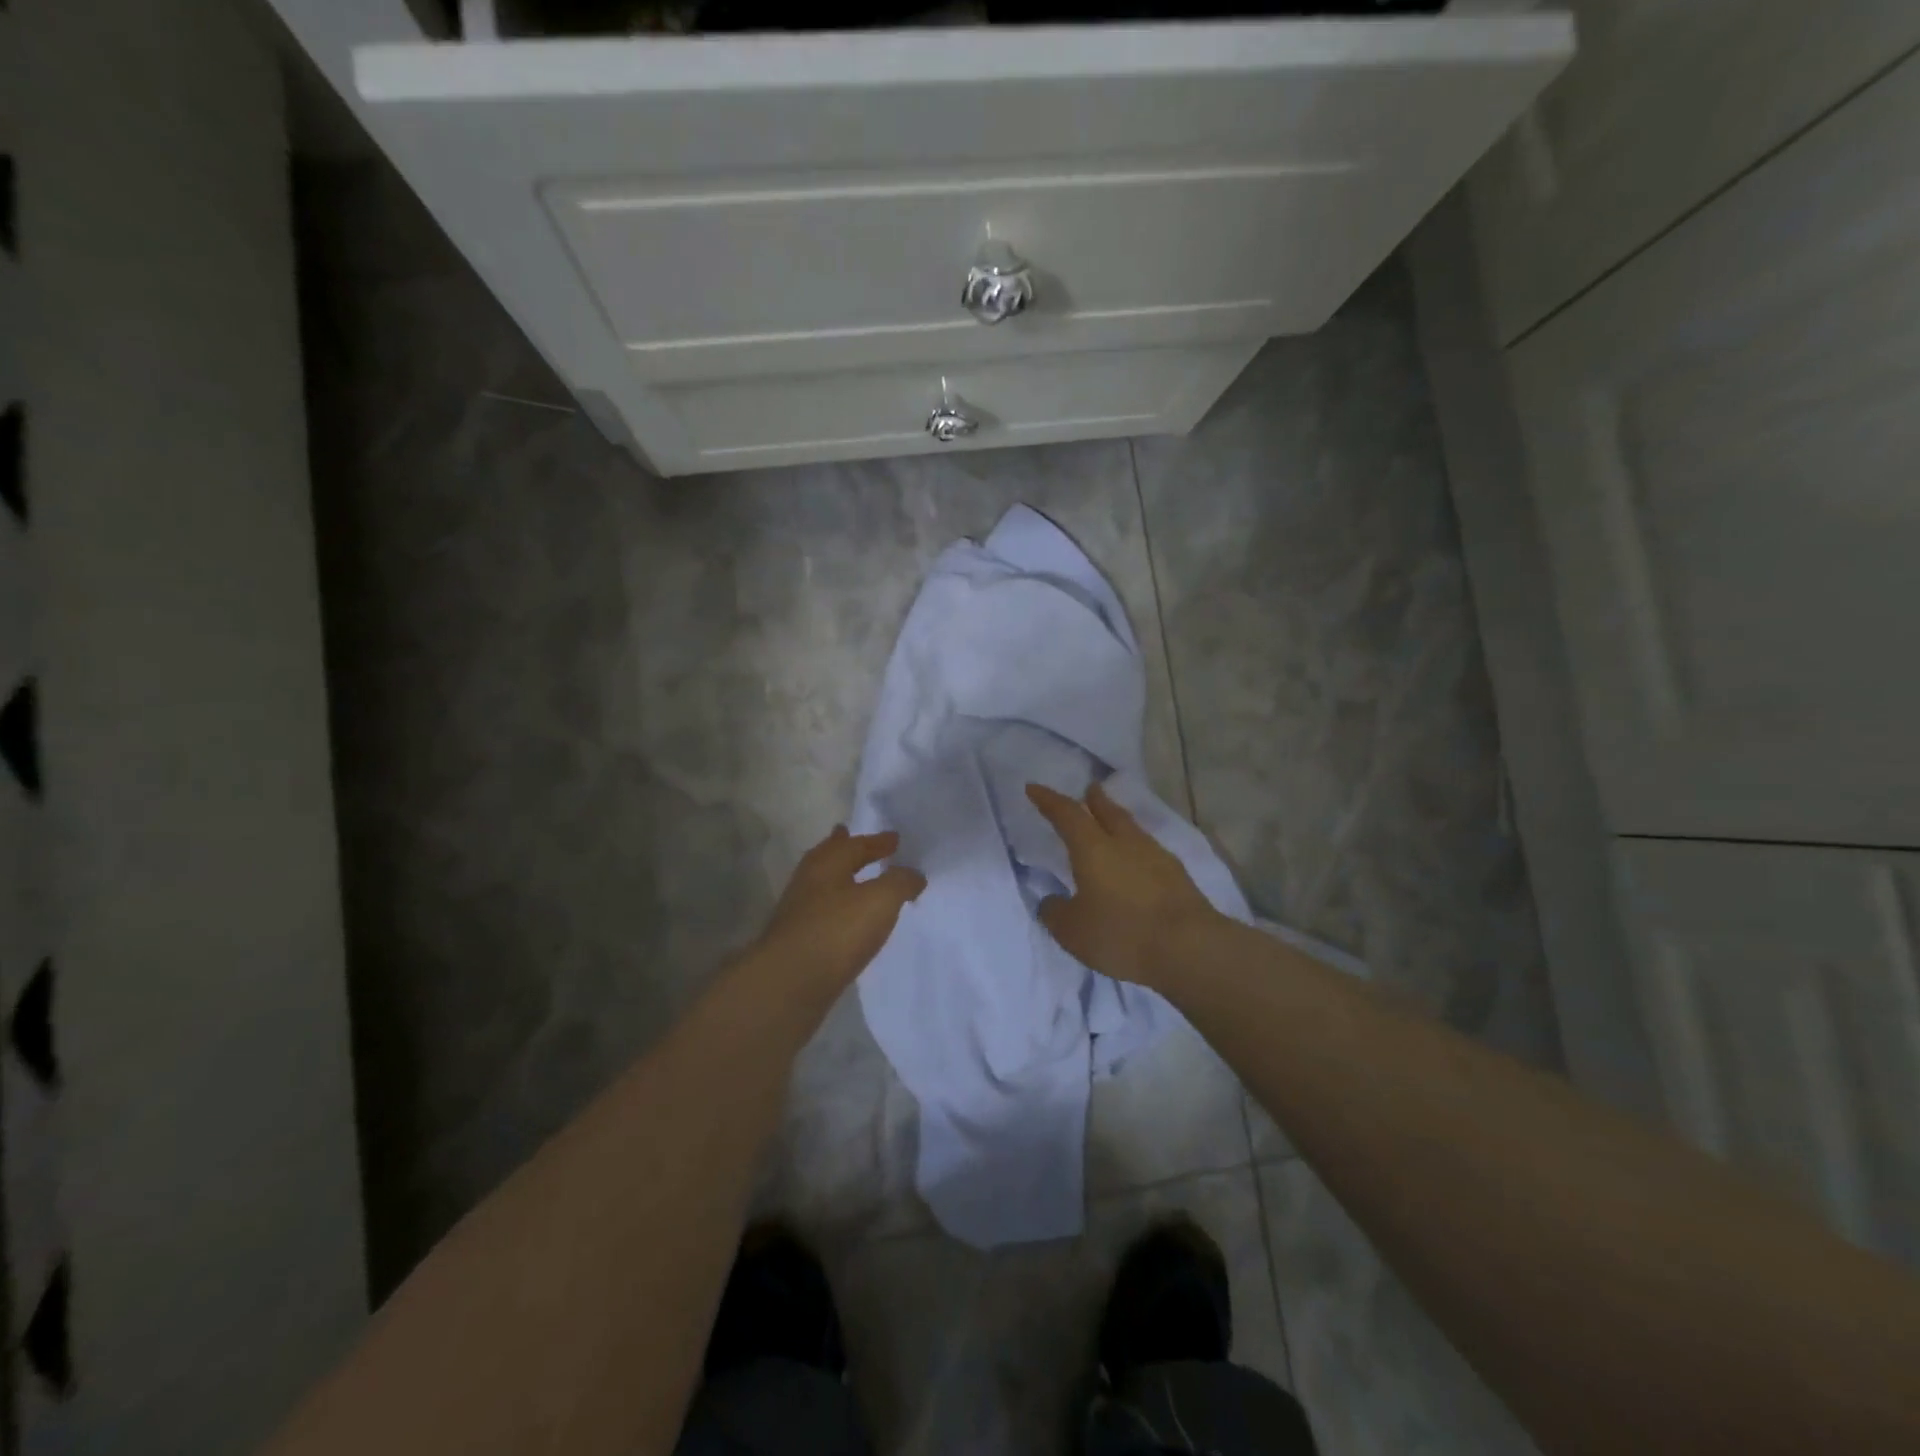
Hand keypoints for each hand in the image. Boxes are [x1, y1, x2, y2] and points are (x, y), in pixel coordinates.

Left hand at [751, 826, 925, 1001]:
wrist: (790, 984)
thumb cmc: (837, 931)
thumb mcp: (880, 900)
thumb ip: (900, 882)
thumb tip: (914, 874)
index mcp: (827, 864)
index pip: (855, 844)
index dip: (877, 841)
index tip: (895, 838)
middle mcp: (808, 882)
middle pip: (829, 859)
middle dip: (844, 849)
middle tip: (852, 837)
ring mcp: (799, 913)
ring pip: (824, 887)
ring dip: (840, 879)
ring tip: (857, 880)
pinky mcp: (798, 942)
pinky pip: (824, 914)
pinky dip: (838, 908)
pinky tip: (848, 921)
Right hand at [1026, 781, 1221, 989]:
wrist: (1190, 948)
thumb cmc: (1122, 934)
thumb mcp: (1072, 931)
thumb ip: (1056, 912)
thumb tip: (1051, 902)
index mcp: (1093, 849)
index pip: (1066, 815)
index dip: (1048, 800)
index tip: (1034, 788)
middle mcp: (1125, 843)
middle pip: (1108, 812)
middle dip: (1095, 799)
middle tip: (1089, 788)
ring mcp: (1157, 857)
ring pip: (1132, 829)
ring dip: (1119, 821)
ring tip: (1113, 821)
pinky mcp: (1178, 876)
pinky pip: (1150, 852)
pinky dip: (1137, 849)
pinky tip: (1138, 861)